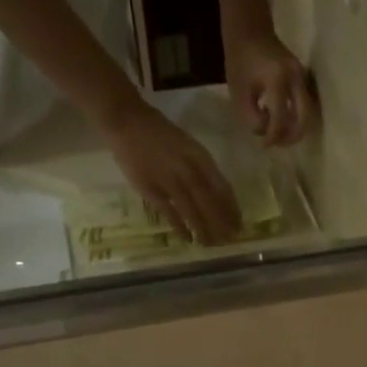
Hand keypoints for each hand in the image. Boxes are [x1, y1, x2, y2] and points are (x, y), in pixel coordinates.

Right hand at [105, 105, 241, 244]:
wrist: (127, 121)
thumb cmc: (161, 134)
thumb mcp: (189, 146)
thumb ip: (203, 168)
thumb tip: (218, 195)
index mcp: (200, 158)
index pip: (222, 188)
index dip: (231, 209)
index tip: (238, 225)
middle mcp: (188, 169)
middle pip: (210, 202)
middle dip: (221, 224)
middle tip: (229, 241)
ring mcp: (169, 180)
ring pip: (192, 210)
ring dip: (203, 229)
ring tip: (210, 244)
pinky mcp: (150, 188)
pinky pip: (169, 212)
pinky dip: (179, 227)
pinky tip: (187, 239)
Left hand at [225, 28, 316, 146]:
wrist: (250, 29)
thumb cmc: (240, 59)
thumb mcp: (239, 91)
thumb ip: (251, 116)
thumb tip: (264, 132)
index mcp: (277, 80)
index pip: (281, 118)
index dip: (273, 136)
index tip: (264, 144)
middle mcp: (295, 79)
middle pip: (304, 118)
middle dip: (292, 136)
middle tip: (278, 144)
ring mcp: (302, 76)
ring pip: (308, 112)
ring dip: (296, 128)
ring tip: (280, 135)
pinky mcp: (303, 76)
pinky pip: (305, 103)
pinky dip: (296, 116)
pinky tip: (283, 121)